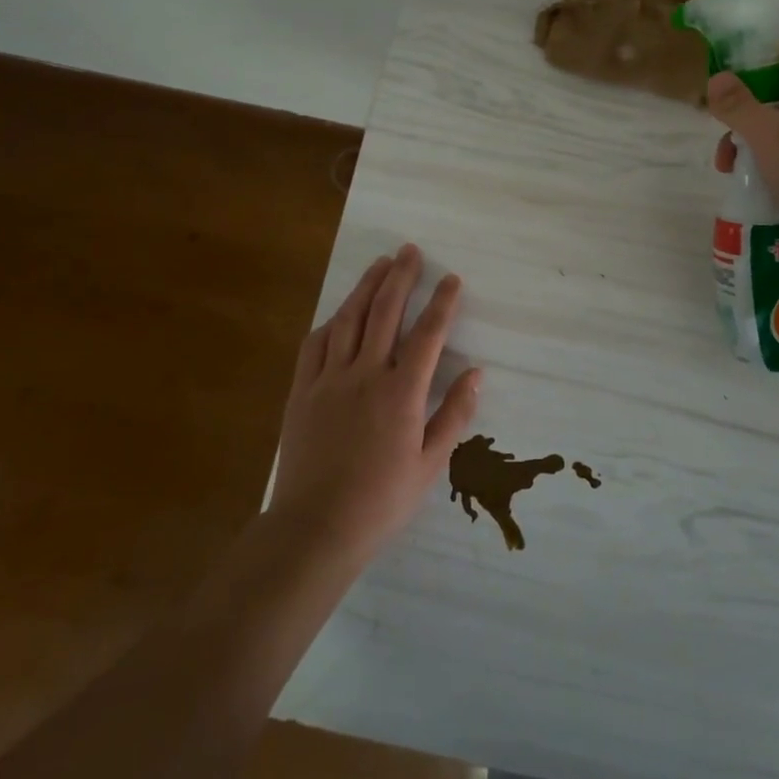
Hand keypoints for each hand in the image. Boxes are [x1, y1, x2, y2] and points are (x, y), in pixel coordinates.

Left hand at [268, 245, 479, 564]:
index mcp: (401, 392)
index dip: (441, 302)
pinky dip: (331, 321)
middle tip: (410, 251)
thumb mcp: (430, 464)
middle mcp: (365, 374)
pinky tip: (340, 312)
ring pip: (349, 319)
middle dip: (401, 277)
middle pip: (385, 312)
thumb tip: (476, 374)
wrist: (315, 528)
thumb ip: (454, 414)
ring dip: (366, 287)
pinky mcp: (301, 391)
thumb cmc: (381, 500)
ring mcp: (329, 380)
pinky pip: (315, 345)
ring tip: (380, 264)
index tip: (451, 279)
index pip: (428, 334)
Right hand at [708, 40, 778, 247]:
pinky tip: (757, 192)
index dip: (745, 57)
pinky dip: (771, 171)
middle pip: (771, 95)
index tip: (715, 77)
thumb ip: (739, 106)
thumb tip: (716, 77)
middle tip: (721, 142)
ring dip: (751, 148)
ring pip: (778, 132)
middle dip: (740, 115)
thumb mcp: (771, 136)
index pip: (777, 51)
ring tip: (731, 174)